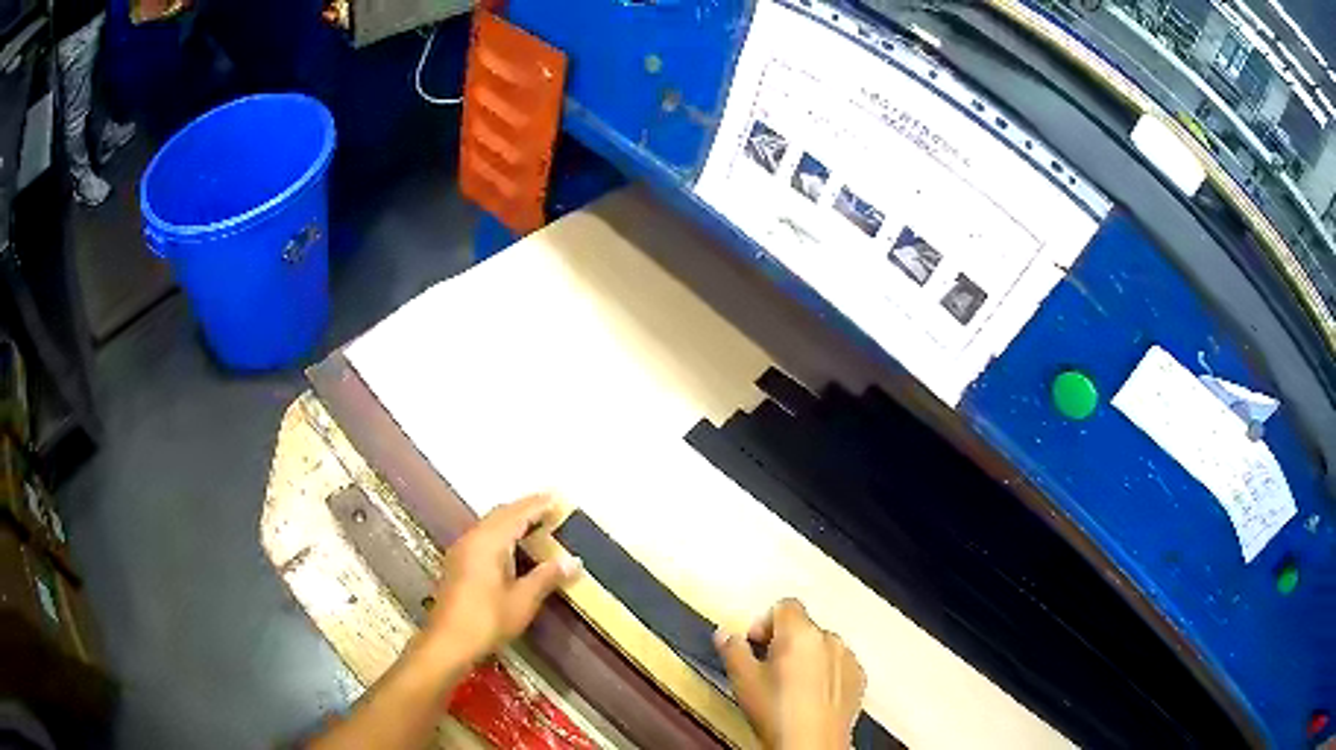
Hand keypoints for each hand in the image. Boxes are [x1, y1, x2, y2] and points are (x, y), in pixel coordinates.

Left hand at [421, 494, 581, 666]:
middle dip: (524, 510)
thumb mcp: (523, 600)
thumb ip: (547, 577)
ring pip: (489, 525)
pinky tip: (513, 550)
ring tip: (536, 527)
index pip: (517, 514)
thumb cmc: (488, 620)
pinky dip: (501, 535)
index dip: (537, 505)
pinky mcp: (457, 565)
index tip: (557, 498)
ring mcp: (461, 551)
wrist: (448, 642)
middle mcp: (472, 539)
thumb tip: (573, 561)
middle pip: (500, 514)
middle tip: (549, 510)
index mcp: (489, 542)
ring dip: (512, 522)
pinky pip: (483, 537)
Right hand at [715, 598, 865, 749]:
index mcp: (799, 633)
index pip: (784, 606)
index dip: (765, 622)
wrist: (811, 744)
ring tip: (789, 687)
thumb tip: (725, 635)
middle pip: (803, 627)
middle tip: (766, 668)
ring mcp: (848, 659)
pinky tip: (809, 697)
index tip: (753, 643)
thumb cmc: (778, 714)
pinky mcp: (859, 679)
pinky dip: (825, 673)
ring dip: (806, 658)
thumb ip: (732, 650)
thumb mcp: (742, 681)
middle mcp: (828, 639)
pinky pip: (839, 665)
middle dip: (784, 642)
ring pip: (822, 646)